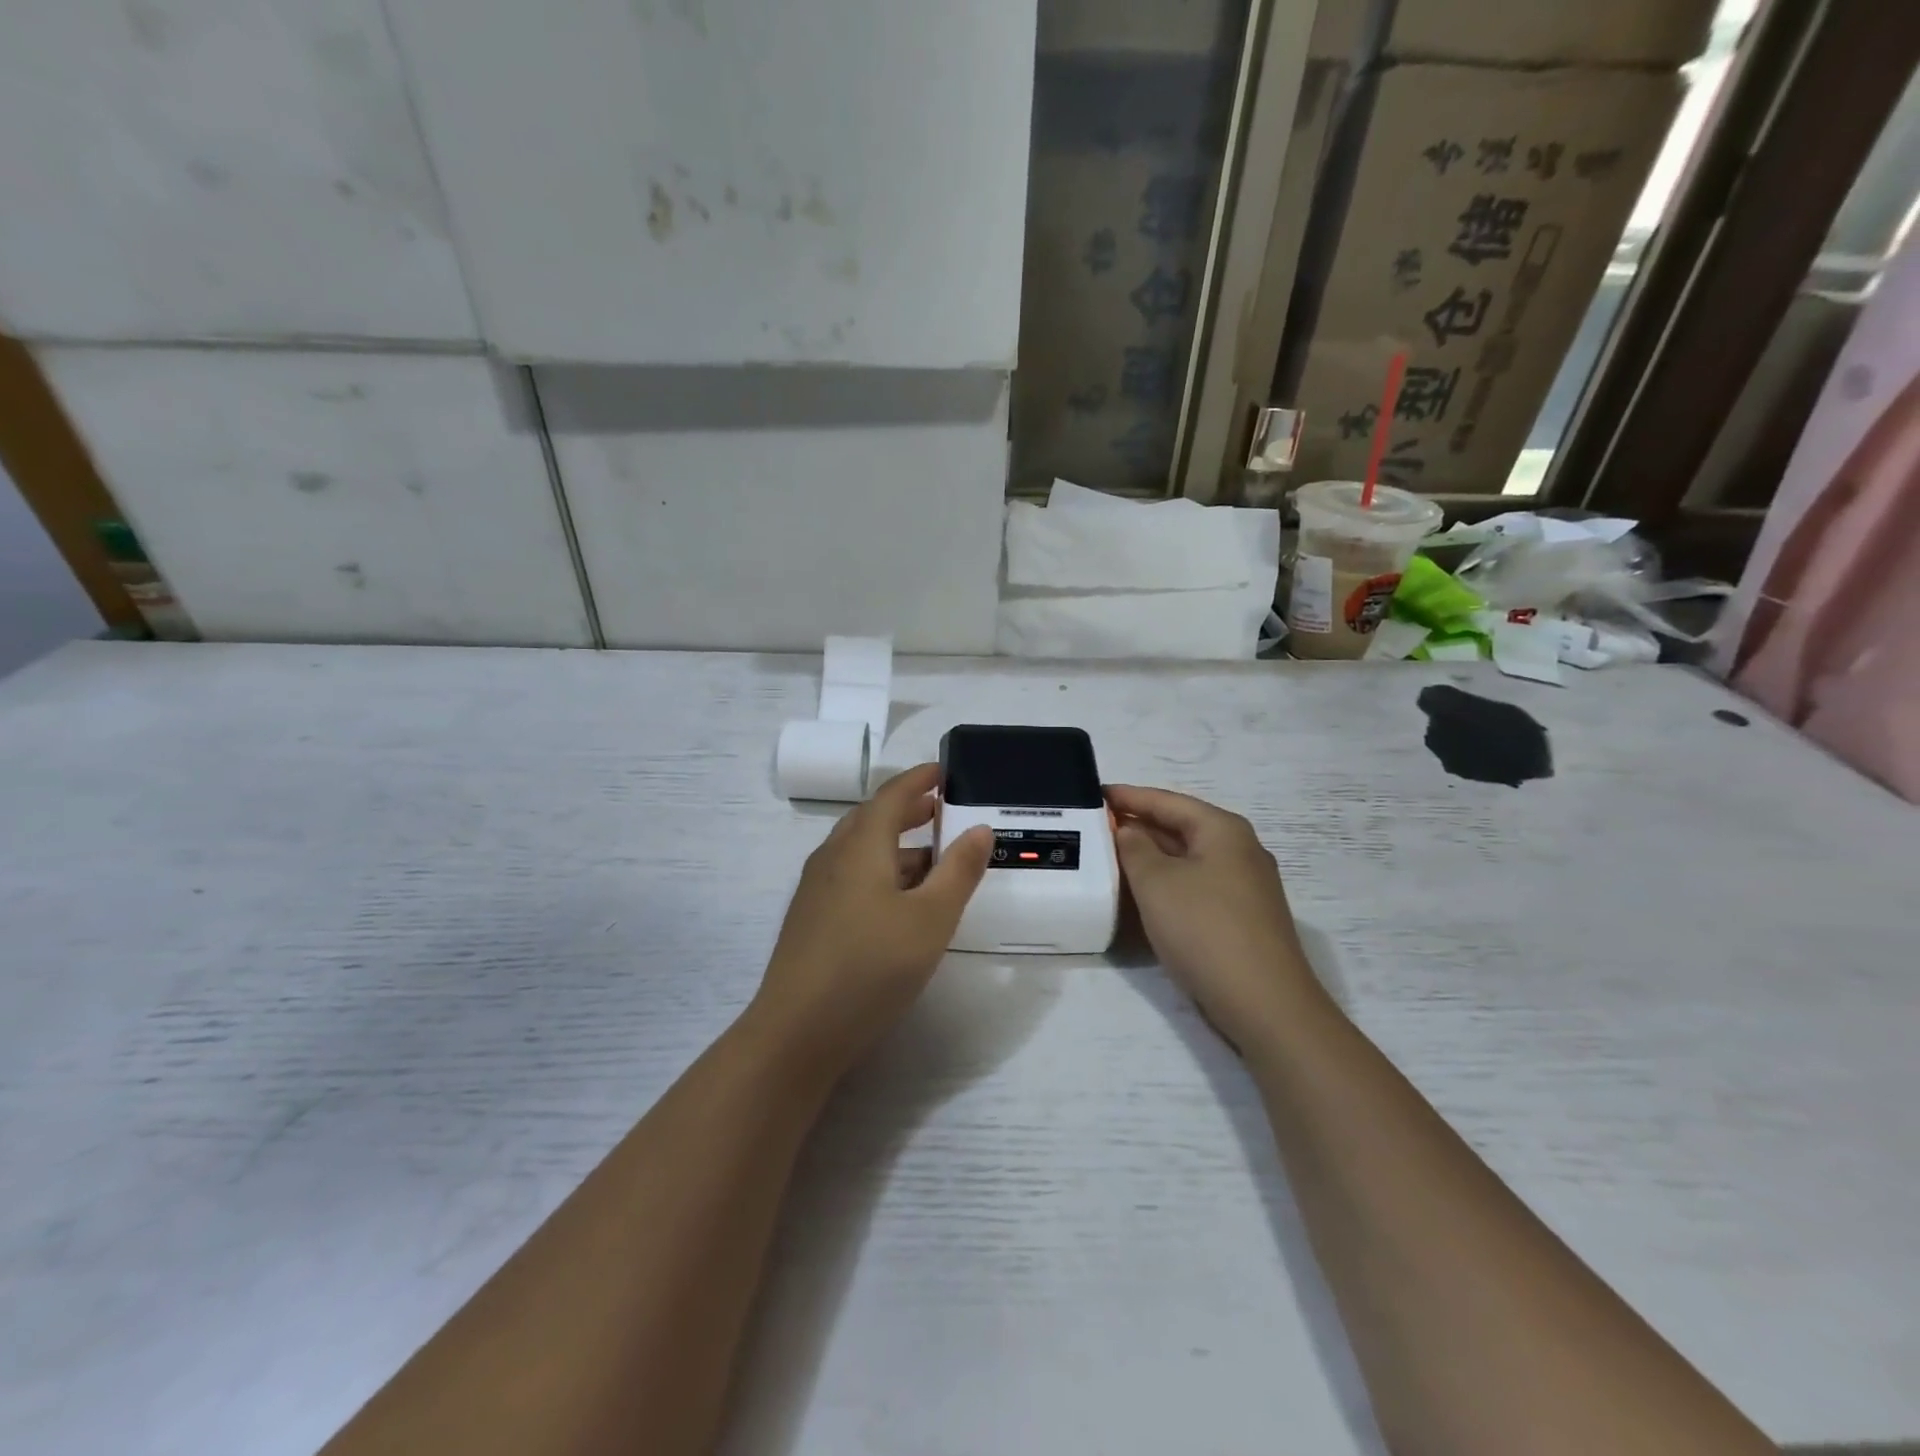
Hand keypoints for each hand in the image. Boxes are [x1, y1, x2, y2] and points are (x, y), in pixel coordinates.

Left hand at [750, 763, 993, 1077]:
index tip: (944, 772)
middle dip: (908, 810)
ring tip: (931, 857)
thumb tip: (980, 829)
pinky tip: (898, 901)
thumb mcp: (931, 919)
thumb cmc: (871, 967)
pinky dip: (881, 871)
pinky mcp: (811, 919)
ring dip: (896, 844)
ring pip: (860, 851)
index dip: (919, 780)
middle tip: (941, 810)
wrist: (796, 1032)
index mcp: (860, 846)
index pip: (892, 796)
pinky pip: (851, 876)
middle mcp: (833, 857)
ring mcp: (817, 890)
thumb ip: (959, 871)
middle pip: (872, 819)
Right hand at [1106, 785, 1321, 1054]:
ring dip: (1152, 856)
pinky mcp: (1243, 917)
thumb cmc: (1205, 930)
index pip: (1167, 801)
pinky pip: (1196, 885)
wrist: (1265, 1005)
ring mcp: (1245, 886)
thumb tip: (1130, 831)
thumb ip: (1135, 848)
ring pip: (1188, 858)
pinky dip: (1168, 882)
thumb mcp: (1156, 882)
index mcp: (1222, 830)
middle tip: (1097, 826)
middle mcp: (1240, 850)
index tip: (1094, 794)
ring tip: (1112, 857)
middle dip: (1139, 825)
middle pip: (1181, 826)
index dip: (1129, 796)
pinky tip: (1145, 894)